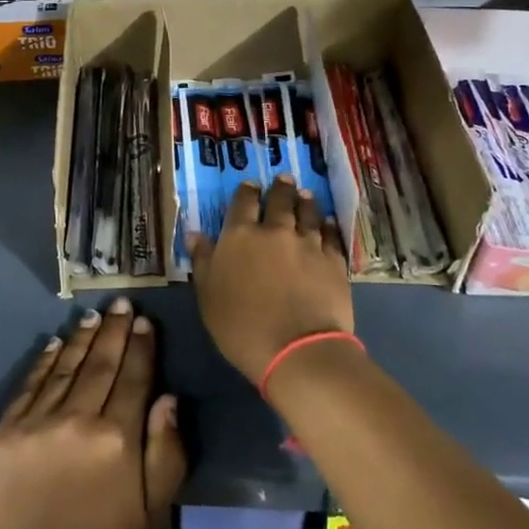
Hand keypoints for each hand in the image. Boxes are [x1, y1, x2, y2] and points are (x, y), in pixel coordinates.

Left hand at [0, 298, 186, 528]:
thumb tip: (169, 399)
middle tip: (122, 302)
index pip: (134, 378)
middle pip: (101, 363)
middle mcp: (79, 419)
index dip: (141, 346)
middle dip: (115, 330)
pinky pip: (31, 385)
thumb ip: (166, 454)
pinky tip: (57, 343)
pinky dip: (46, 360)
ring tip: (94, 315)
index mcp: (118, 439)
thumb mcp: (151, 515)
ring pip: (66, 366)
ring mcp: (38, 422)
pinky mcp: (6, 431)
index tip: (144, 321)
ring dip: (83, 338)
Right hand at [189, 175, 351, 385]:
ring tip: (306, 194)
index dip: (247, 191)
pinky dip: (328, 226)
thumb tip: (195, 233)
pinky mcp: (333, 262)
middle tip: (284, 179)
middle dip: (281, 188)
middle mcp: (275, 231)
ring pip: (308, 213)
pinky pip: (331, 236)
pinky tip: (328, 223)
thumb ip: (203, 261)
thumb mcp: (208, 296)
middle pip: (279, 201)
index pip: (243, 203)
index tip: (251, 184)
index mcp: (240, 236)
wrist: (297, 350)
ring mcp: (307, 244)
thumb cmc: (242, 327)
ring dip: (306, 202)